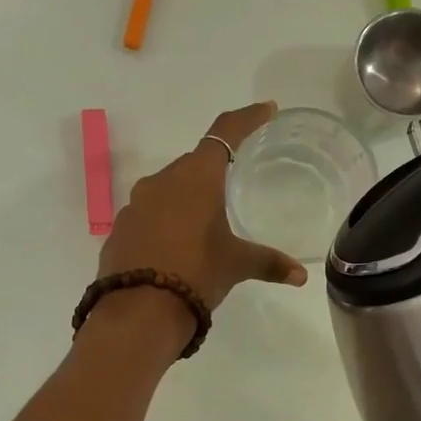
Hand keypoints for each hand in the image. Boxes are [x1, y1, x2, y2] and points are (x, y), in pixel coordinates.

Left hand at [98, 102, 307, 311]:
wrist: (138, 311)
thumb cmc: (196, 273)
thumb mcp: (236, 265)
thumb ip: (268, 263)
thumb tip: (300, 276)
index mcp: (196, 177)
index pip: (225, 133)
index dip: (247, 119)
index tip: (266, 110)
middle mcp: (162, 181)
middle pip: (194, 162)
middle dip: (215, 168)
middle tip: (236, 180)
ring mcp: (135, 204)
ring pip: (169, 188)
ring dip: (188, 196)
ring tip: (207, 219)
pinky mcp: (120, 229)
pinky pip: (150, 214)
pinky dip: (167, 220)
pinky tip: (177, 245)